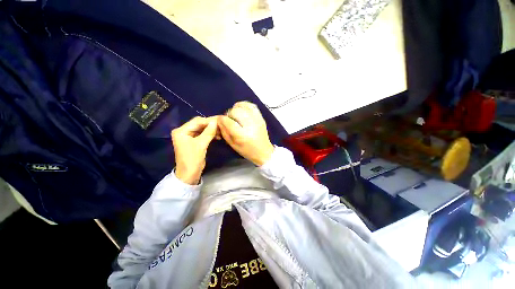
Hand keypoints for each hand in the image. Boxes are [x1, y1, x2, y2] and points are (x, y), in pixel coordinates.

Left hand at [171, 116, 217, 184]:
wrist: (189, 174)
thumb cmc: (192, 159)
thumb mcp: (201, 145)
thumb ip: (208, 132)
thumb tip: (216, 121)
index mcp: (181, 131)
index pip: (197, 121)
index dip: (209, 121)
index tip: (220, 121)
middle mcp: (183, 131)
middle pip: (199, 124)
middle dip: (210, 125)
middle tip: (221, 126)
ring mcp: (188, 136)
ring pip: (202, 129)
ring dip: (211, 130)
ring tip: (221, 131)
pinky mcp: (193, 141)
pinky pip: (202, 134)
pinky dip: (209, 134)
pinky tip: (217, 136)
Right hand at [218, 102, 273, 165]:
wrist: (264, 151)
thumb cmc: (247, 151)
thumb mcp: (233, 145)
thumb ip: (224, 132)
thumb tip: (220, 120)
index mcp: (242, 135)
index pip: (228, 121)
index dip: (222, 119)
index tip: (220, 121)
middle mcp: (250, 126)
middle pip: (236, 111)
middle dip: (229, 114)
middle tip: (230, 119)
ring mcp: (257, 120)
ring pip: (243, 106)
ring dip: (236, 108)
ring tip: (236, 115)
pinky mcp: (261, 118)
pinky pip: (252, 106)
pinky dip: (245, 105)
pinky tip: (243, 110)